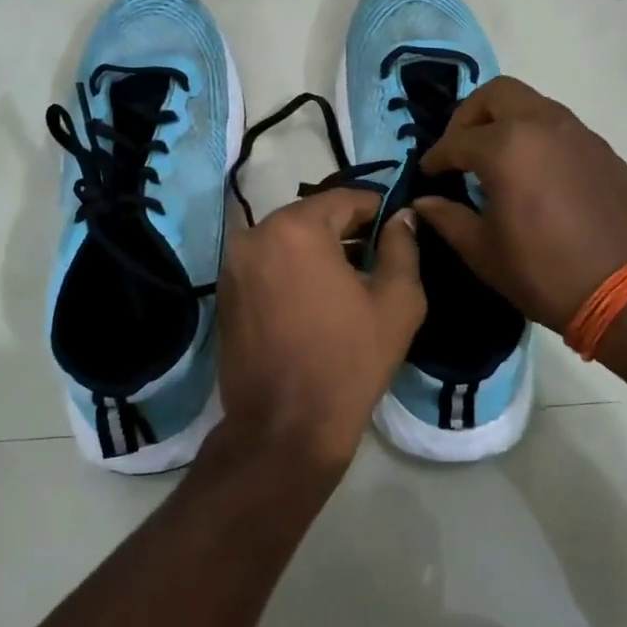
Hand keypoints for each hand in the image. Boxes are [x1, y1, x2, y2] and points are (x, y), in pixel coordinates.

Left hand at [217, 188, 425, 472]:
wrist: (284, 428)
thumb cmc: (348, 361)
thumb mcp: (397, 302)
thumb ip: (402, 248)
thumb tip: (403, 218)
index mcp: (295, 228)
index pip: (345, 199)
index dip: (378, 210)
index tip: (398, 228)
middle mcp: (255, 234)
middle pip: (311, 216)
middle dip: (346, 229)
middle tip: (377, 256)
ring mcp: (233, 264)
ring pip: (286, 239)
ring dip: (317, 249)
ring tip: (349, 280)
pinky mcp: (224, 292)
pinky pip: (266, 263)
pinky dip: (291, 268)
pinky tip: (314, 298)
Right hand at [415, 76, 626, 332]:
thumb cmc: (543, 272)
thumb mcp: (482, 251)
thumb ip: (447, 218)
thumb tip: (423, 203)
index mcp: (506, 147)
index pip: (457, 140)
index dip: (436, 157)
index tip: (428, 173)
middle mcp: (543, 125)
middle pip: (496, 94)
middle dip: (470, 116)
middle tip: (460, 149)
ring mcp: (579, 134)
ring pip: (532, 104)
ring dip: (506, 121)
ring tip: (496, 160)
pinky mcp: (603, 151)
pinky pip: (560, 127)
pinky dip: (537, 137)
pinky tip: (534, 175)